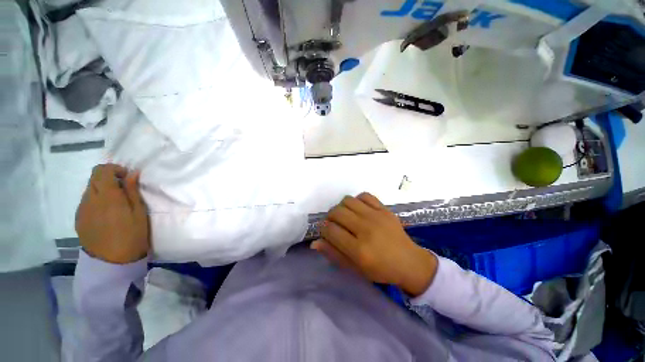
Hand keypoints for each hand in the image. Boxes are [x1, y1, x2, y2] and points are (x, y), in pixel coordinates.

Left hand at [76, 164, 149, 263]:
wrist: (112, 261)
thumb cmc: (132, 235)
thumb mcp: (139, 212)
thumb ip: (133, 191)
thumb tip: (132, 173)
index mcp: (107, 197)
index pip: (102, 171)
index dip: (114, 169)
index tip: (126, 177)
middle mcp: (90, 200)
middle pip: (93, 178)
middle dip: (108, 178)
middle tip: (122, 189)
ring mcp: (82, 209)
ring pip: (88, 189)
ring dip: (101, 189)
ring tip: (115, 203)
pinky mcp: (78, 218)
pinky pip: (86, 201)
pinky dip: (95, 200)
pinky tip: (105, 213)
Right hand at [312, 193, 437, 296]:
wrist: (409, 262)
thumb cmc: (380, 270)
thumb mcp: (355, 268)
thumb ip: (334, 254)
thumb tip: (315, 242)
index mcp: (359, 249)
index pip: (330, 230)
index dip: (323, 230)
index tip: (326, 232)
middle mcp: (366, 229)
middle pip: (337, 212)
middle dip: (330, 217)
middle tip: (334, 224)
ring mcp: (376, 216)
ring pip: (348, 200)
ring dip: (341, 207)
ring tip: (345, 216)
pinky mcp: (384, 209)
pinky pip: (364, 195)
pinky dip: (357, 200)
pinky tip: (359, 209)